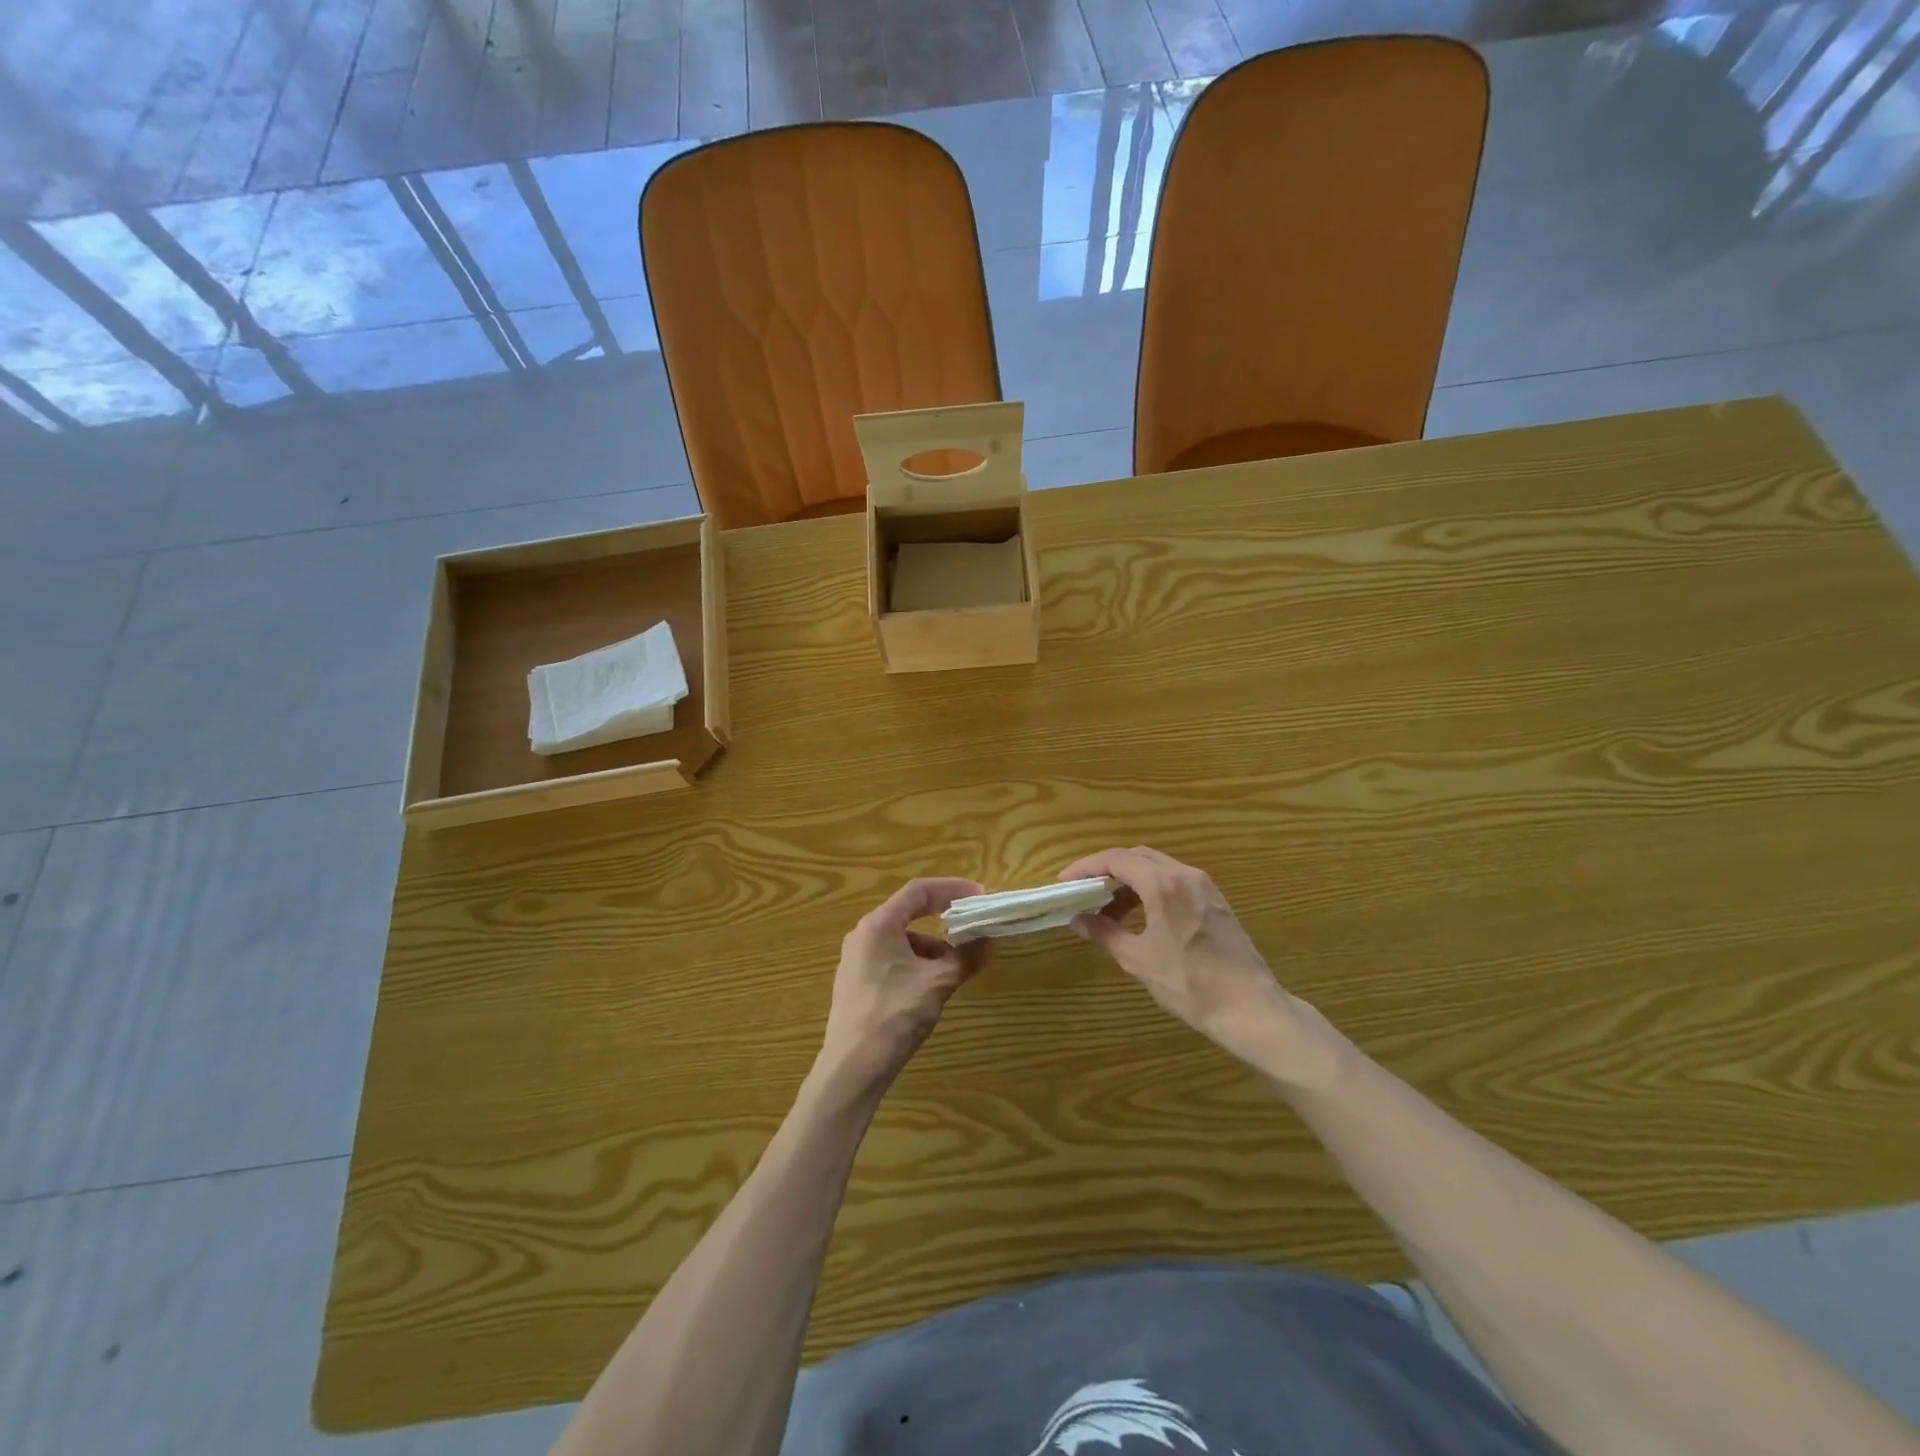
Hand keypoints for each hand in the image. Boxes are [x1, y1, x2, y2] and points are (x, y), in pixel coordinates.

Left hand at [816, 878, 990, 1093]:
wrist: (853, 1068)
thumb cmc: (895, 1015)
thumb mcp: (937, 983)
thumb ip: (965, 957)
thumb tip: (989, 941)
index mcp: (879, 925)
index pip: (918, 891)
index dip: (951, 889)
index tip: (979, 896)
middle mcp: (863, 935)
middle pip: (908, 913)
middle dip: (943, 919)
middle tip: (972, 927)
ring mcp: (856, 960)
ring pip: (901, 939)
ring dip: (932, 946)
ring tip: (955, 967)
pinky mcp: (856, 983)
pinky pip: (891, 958)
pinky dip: (916, 962)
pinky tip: (930, 986)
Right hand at [1060, 847, 1304, 1066]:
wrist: (1250, 1008)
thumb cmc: (1189, 983)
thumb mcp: (1138, 959)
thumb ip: (1104, 933)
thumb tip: (1078, 920)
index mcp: (1164, 884)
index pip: (1116, 859)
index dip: (1086, 867)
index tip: (1065, 882)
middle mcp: (1185, 875)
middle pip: (1137, 857)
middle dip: (1107, 871)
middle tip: (1084, 892)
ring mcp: (1205, 887)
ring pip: (1157, 868)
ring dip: (1130, 882)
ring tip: (1108, 911)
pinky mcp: (1216, 902)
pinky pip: (1175, 882)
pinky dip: (1151, 891)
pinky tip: (1141, 917)